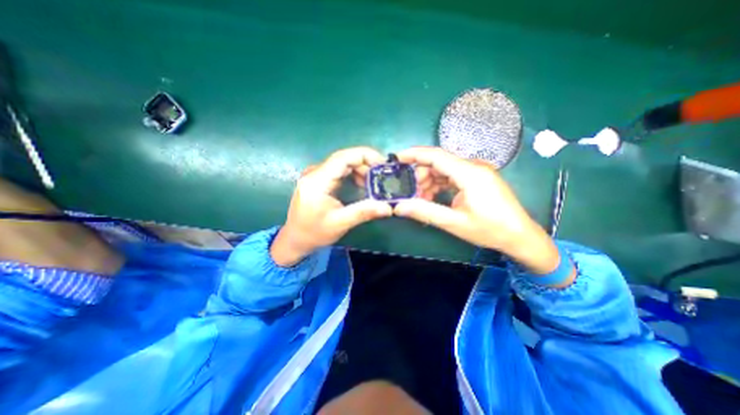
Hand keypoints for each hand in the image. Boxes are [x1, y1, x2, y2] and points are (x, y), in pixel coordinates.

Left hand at [271, 148, 392, 267]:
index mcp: (317, 181)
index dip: (365, 155)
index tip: (382, 163)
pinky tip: (362, 184)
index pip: (343, 157)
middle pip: (344, 159)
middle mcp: (315, 173)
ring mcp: (315, 175)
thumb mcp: (340, 223)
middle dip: (365, 164)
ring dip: (360, 170)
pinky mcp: (318, 180)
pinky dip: (353, 174)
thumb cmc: (314, 233)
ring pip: (342, 164)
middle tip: (381, 177)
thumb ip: (364, 212)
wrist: (295, 239)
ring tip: (373, 183)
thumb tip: (388, 208)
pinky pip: (339, 171)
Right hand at [396, 146, 567, 278]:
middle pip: (438, 163)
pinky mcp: (477, 178)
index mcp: (470, 173)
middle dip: (421, 176)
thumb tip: (399, 207)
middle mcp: (473, 166)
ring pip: (444, 170)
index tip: (396, 158)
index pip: (436, 155)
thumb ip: (425, 212)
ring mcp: (476, 172)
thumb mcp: (454, 223)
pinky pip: (452, 176)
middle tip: (410, 193)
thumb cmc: (490, 230)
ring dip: (429, 182)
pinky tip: (433, 198)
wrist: (520, 236)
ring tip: (421, 200)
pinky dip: (439, 185)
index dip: (414, 154)